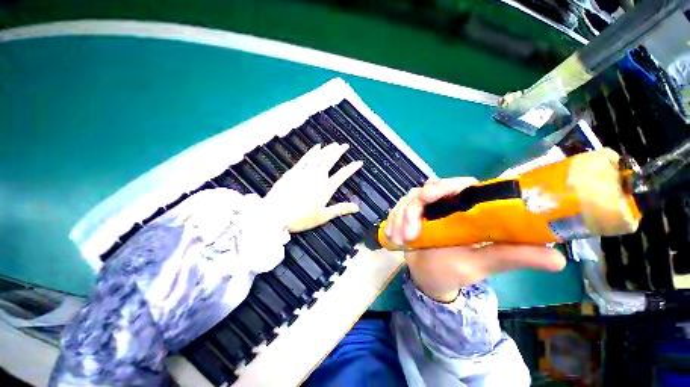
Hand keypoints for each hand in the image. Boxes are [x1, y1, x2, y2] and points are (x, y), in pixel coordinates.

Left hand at [266, 143, 362, 232]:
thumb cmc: (301, 218)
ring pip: (319, 157)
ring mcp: (305, 172)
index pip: (343, 174)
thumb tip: (356, 208)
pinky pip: (305, 158)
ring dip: (327, 149)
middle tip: (345, 145)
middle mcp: (317, 177)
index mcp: (326, 188)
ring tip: (333, 144)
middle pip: (330, 160)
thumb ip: (341, 209)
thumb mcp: (323, 216)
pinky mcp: (294, 171)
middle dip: (339, 152)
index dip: (352, 168)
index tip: (359, 162)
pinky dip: (312, 152)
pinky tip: (316, 147)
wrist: (275, 215)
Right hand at [386, 178, 566, 302]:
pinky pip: (397, 209)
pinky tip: (393, 236)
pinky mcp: (407, 214)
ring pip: (409, 199)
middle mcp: (443, 204)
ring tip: (403, 239)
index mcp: (465, 209)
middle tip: (412, 228)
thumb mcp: (483, 264)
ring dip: (401, 217)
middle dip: (415, 206)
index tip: (432, 197)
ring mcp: (423, 208)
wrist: (429, 277)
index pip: (459, 185)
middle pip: (427, 189)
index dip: (447, 185)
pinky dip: (392, 220)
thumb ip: (513, 257)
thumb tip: (560, 259)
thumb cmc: (456, 270)